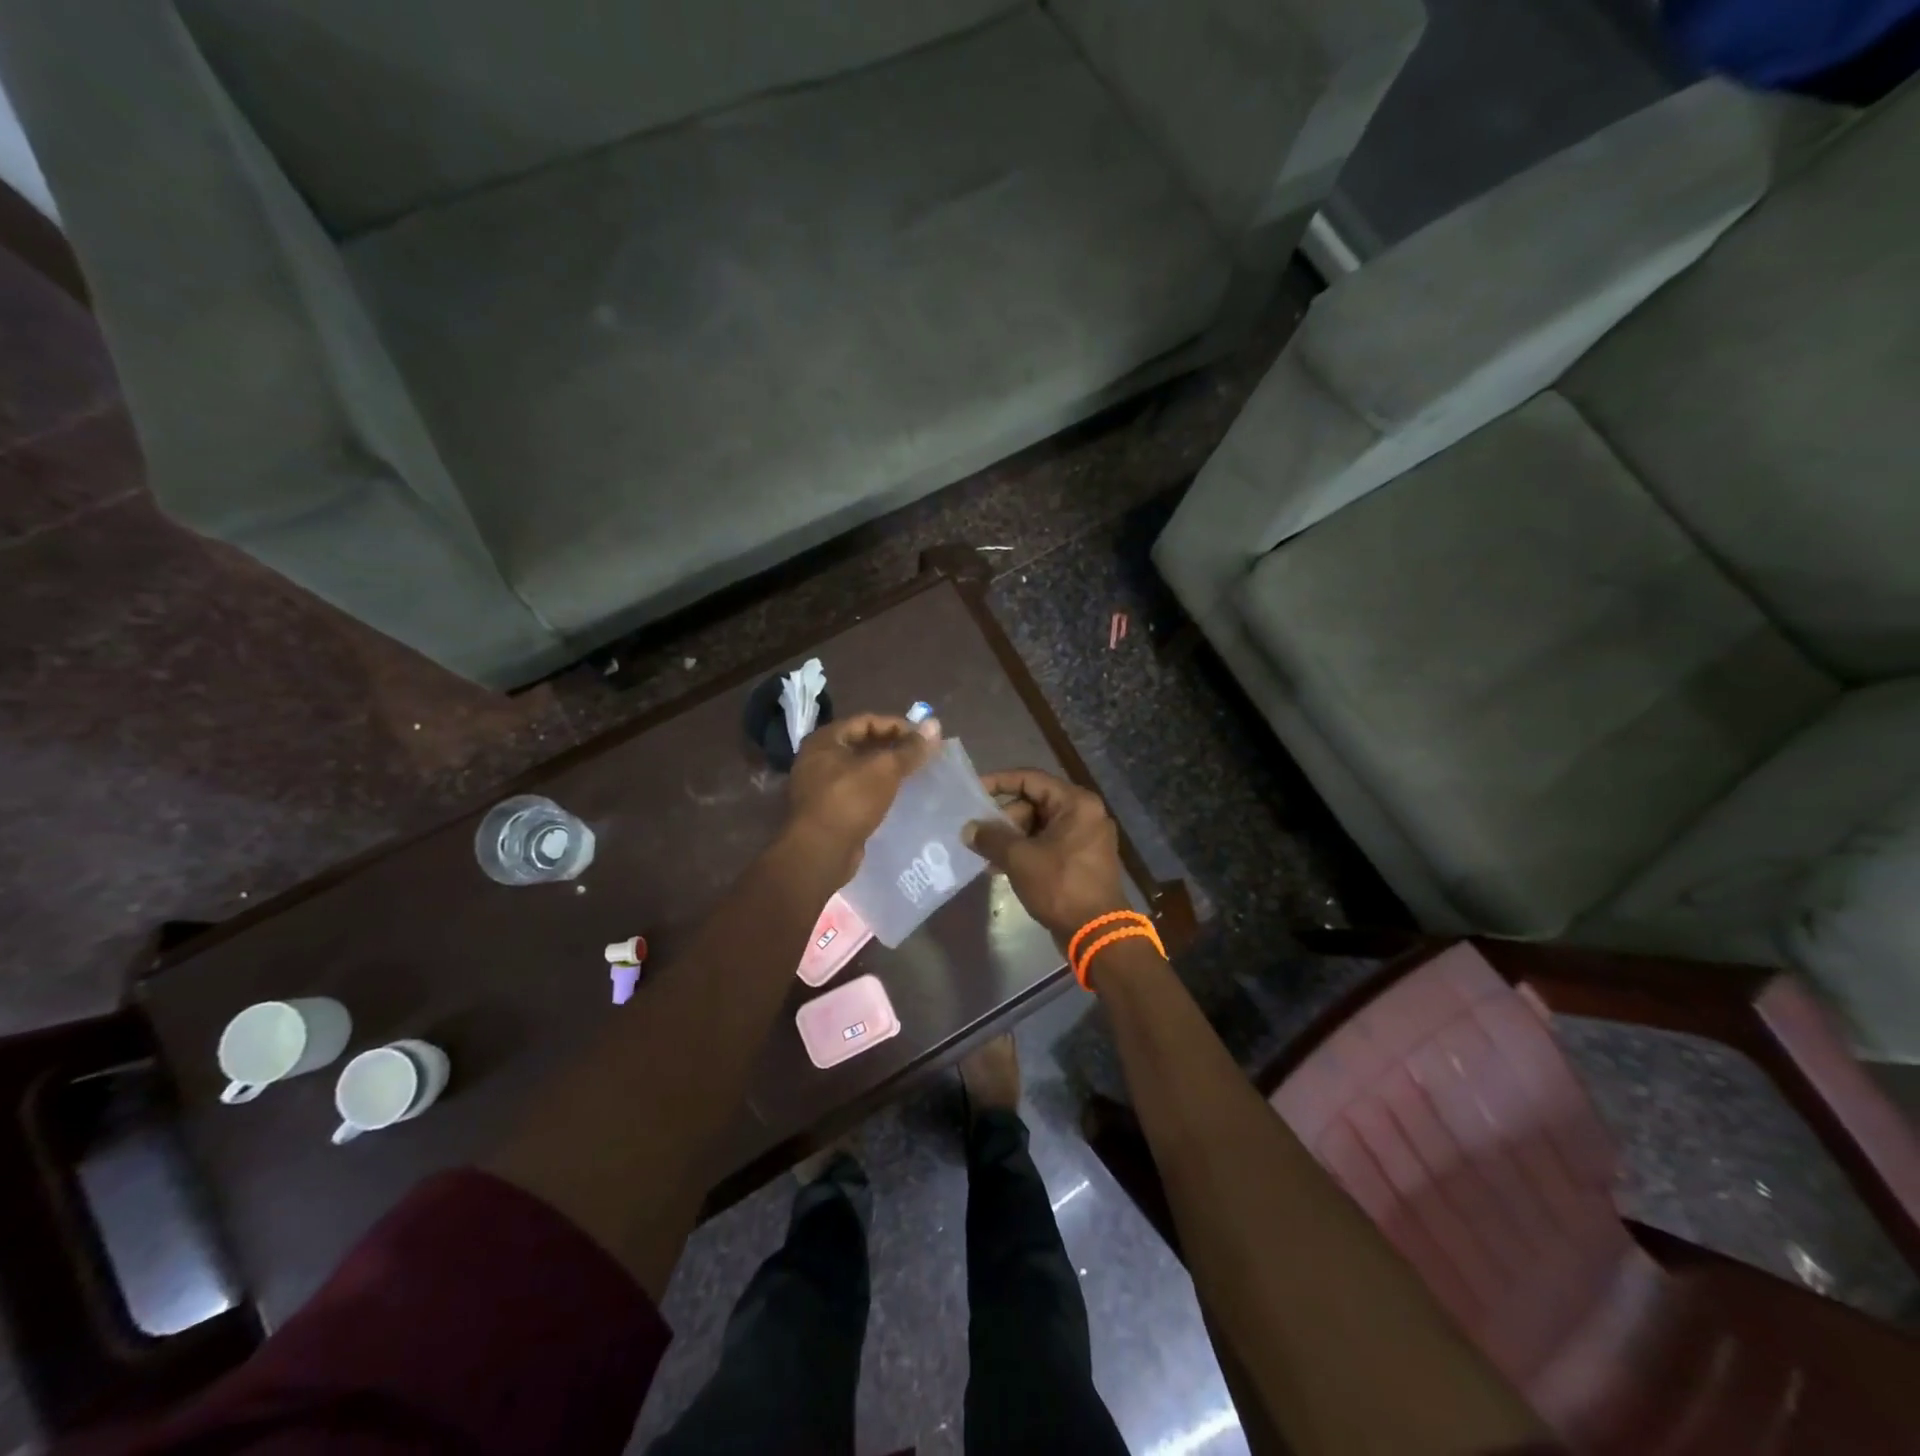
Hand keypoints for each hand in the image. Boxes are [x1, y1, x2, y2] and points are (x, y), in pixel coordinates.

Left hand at [786, 713, 939, 871]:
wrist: (820, 853)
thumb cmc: (850, 800)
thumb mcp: (884, 769)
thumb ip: (910, 748)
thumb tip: (935, 724)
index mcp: (825, 740)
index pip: (867, 721)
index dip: (898, 725)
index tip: (924, 738)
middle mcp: (818, 758)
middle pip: (863, 744)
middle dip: (894, 748)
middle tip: (923, 755)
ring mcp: (821, 786)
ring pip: (861, 769)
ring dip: (887, 770)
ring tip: (915, 774)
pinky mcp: (829, 810)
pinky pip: (858, 791)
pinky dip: (878, 789)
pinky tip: (898, 796)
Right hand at [964, 769, 1127, 946]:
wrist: (1097, 933)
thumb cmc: (1060, 886)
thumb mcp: (1020, 859)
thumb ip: (991, 838)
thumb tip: (968, 829)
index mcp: (1076, 803)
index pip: (1030, 779)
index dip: (999, 782)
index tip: (973, 791)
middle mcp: (1085, 813)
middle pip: (1034, 803)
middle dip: (1004, 818)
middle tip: (979, 835)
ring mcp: (1085, 838)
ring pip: (1039, 826)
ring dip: (1011, 838)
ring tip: (985, 855)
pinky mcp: (1081, 859)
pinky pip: (1047, 844)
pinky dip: (1026, 851)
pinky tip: (1000, 867)